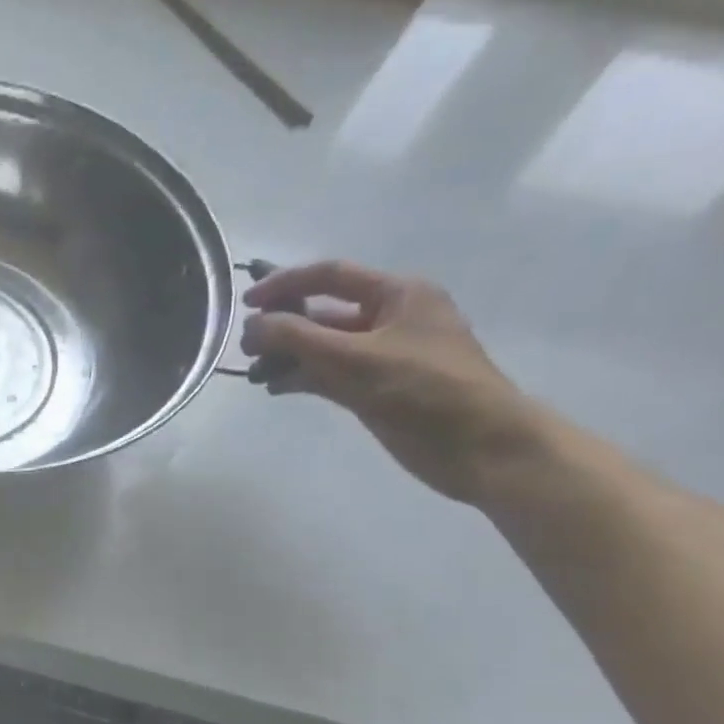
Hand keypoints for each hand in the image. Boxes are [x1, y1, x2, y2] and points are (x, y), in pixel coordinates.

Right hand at [241, 261, 542, 502]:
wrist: (479, 447)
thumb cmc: (424, 391)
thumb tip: (252, 325)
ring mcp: (381, 355)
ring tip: (257, 374)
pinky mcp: (374, 387)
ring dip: (287, 356)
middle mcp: (389, 318)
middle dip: (282, 327)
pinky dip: (301, 378)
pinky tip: (276, 388)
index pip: (330, 276)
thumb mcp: (355, 358)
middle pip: (322, 312)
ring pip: (321, 346)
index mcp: (398, 295)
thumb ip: (298, 338)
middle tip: (248, 349)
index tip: (245, 303)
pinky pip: (328, 373)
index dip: (285, 284)